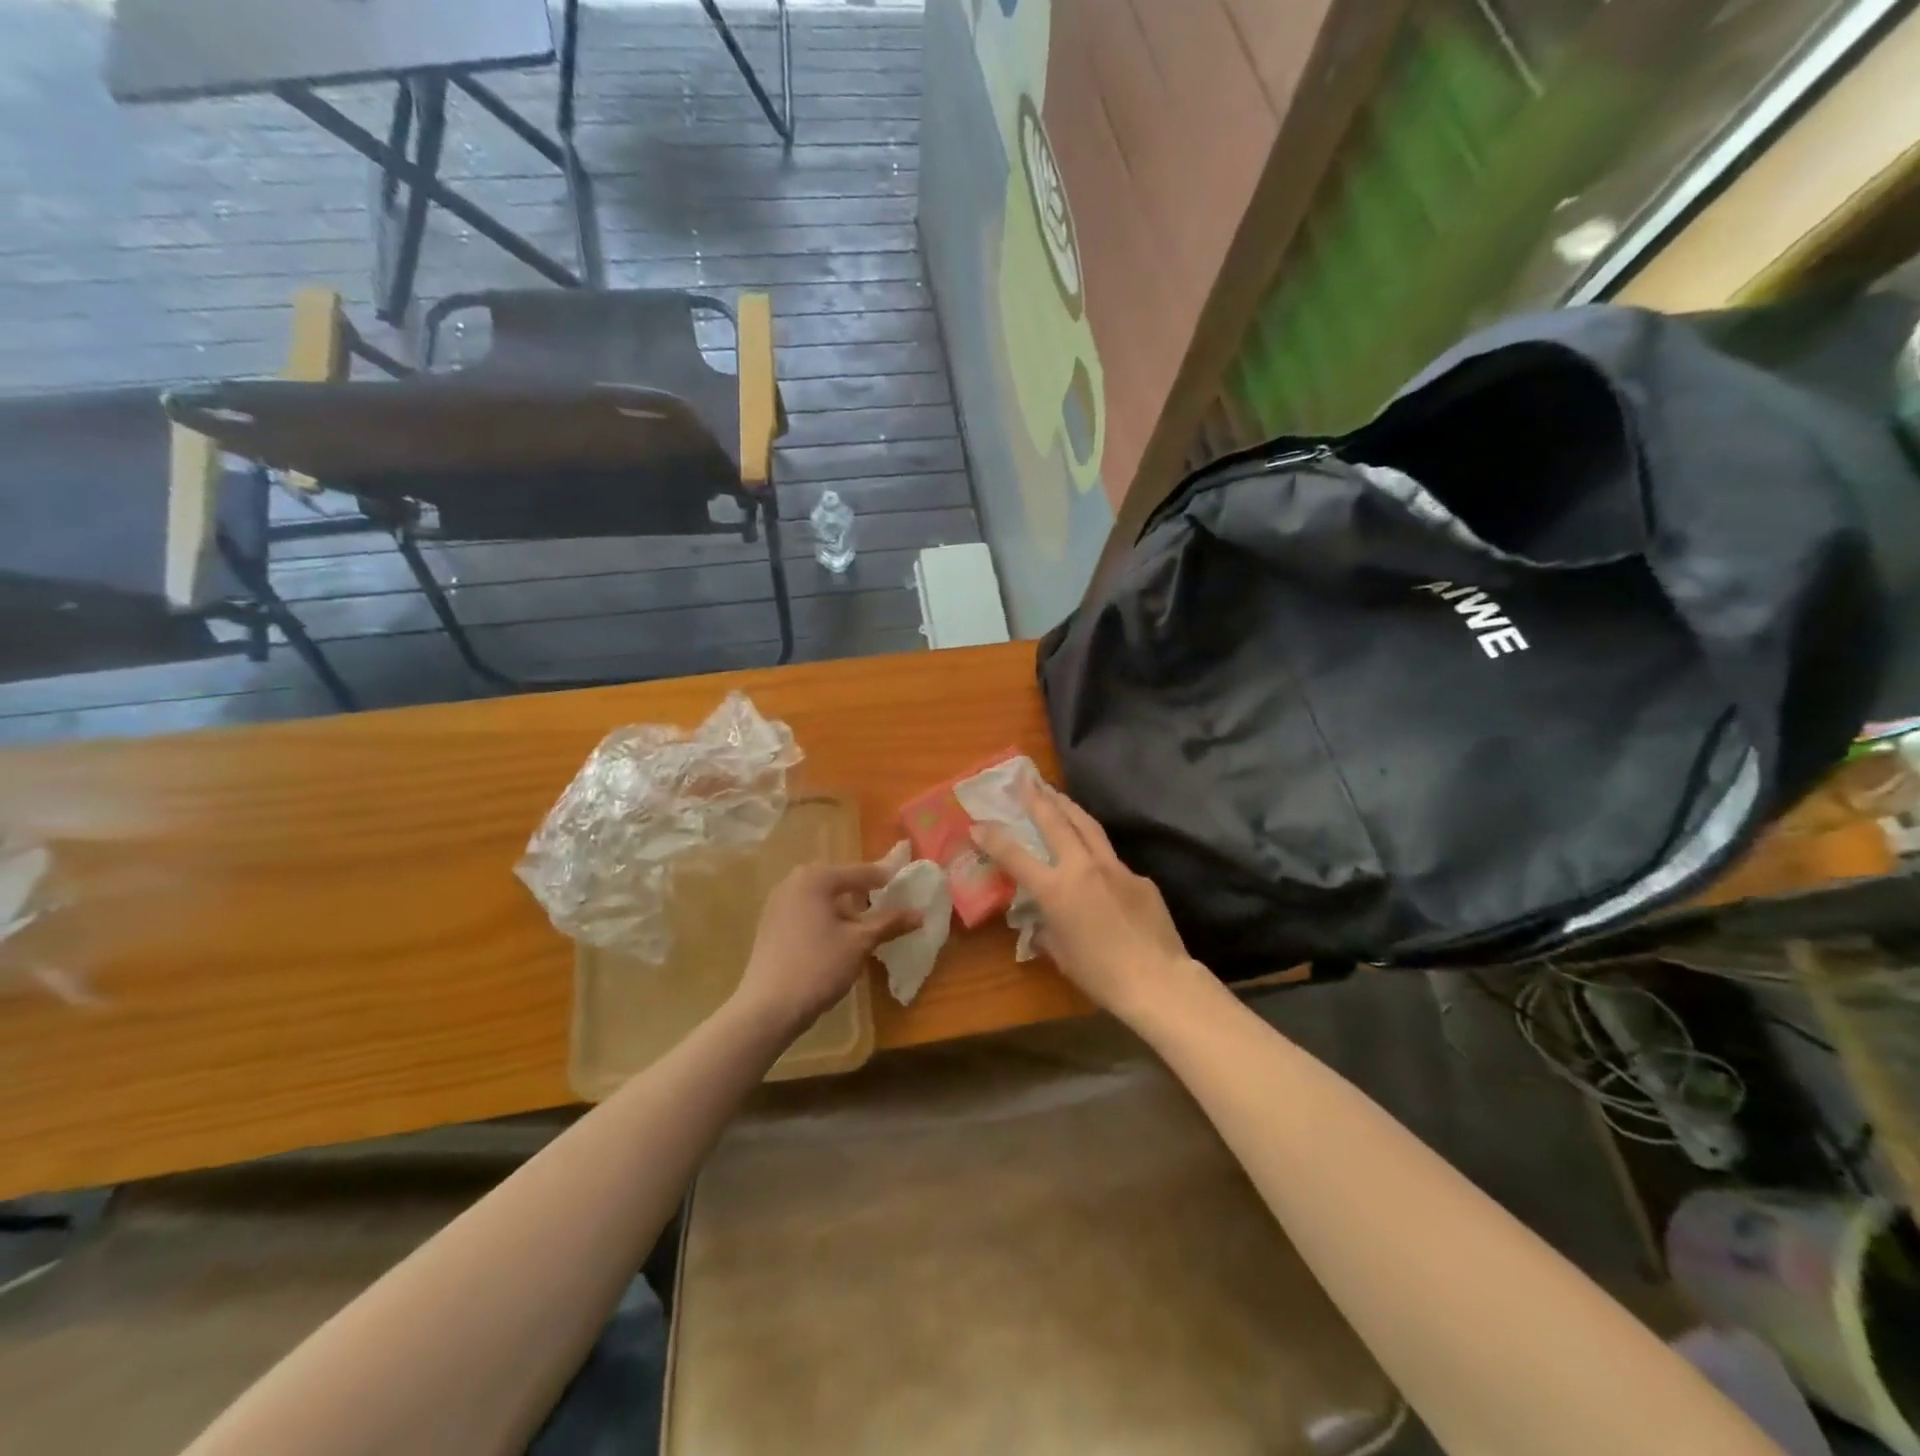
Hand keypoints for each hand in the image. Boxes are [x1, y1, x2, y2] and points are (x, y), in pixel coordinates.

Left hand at [732, 862, 921, 1036]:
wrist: (768, 1008)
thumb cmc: (818, 966)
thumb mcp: (860, 943)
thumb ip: (890, 923)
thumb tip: (920, 914)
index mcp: (816, 877)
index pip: (861, 872)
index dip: (886, 879)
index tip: (907, 885)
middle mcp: (793, 881)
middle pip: (839, 882)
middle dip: (864, 894)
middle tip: (888, 906)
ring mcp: (777, 903)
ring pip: (821, 898)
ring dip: (844, 908)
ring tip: (865, 926)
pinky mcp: (770, 925)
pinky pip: (806, 912)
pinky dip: (825, 919)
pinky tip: (837, 940)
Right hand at [972, 782, 1196, 1021]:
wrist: (1157, 980)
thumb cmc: (1100, 975)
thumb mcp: (1061, 954)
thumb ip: (1047, 930)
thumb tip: (1042, 922)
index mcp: (1056, 889)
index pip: (1015, 856)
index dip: (993, 838)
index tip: (978, 823)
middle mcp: (1083, 867)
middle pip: (1056, 821)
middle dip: (1037, 798)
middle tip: (1025, 779)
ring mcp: (1114, 867)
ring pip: (1088, 826)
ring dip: (1068, 807)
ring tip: (1056, 793)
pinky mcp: (1139, 877)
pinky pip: (1112, 859)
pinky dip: (1097, 851)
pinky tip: (1095, 859)